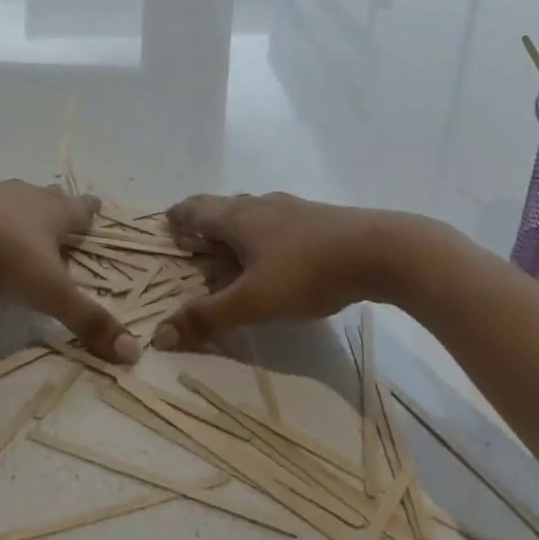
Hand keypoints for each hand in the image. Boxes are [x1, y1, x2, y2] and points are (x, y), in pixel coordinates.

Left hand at [0, 181, 140, 363]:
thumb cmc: (4, 254)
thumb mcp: (49, 291)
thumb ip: (87, 319)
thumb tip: (134, 352)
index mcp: (54, 211)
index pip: (82, 208)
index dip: (90, 211)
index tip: (97, 209)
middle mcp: (27, 196)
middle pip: (51, 198)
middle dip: (60, 210)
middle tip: (65, 225)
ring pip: (17, 202)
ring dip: (24, 216)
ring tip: (26, 234)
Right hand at [154, 192, 411, 349]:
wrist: (379, 250)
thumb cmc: (306, 271)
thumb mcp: (254, 301)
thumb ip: (208, 317)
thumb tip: (160, 333)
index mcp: (237, 216)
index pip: (195, 208)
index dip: (177, 217)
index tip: (165, 226)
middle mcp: (260, 206)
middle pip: (222, 208)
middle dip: (204, 224)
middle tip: (193, 245)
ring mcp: (292, 210)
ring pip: (252, 216)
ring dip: (235, 231)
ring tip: (231, 255)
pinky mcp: (318, 221)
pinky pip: (277, 225)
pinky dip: (263, 239)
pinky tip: (276, 259)